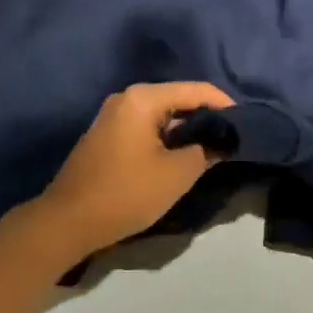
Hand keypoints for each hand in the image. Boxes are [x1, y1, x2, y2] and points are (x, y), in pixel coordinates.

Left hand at [23, 81, 233, 262]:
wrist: (67, 222)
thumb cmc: (126, 192)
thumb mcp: (176, 174)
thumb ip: (205, 151)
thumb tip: (219, 142)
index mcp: (143, 98)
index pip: (196, 90)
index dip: (224, 105)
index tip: (245, 123)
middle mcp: (127, 98)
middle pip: (178, 99)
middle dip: (205, 118)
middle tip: (230, 139)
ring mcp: (113, 116)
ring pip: (162, 116)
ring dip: (186, 130)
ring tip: (211, 150)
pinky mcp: (107, 136)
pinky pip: (146, 128)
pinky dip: (167, 138)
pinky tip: (180, 157)